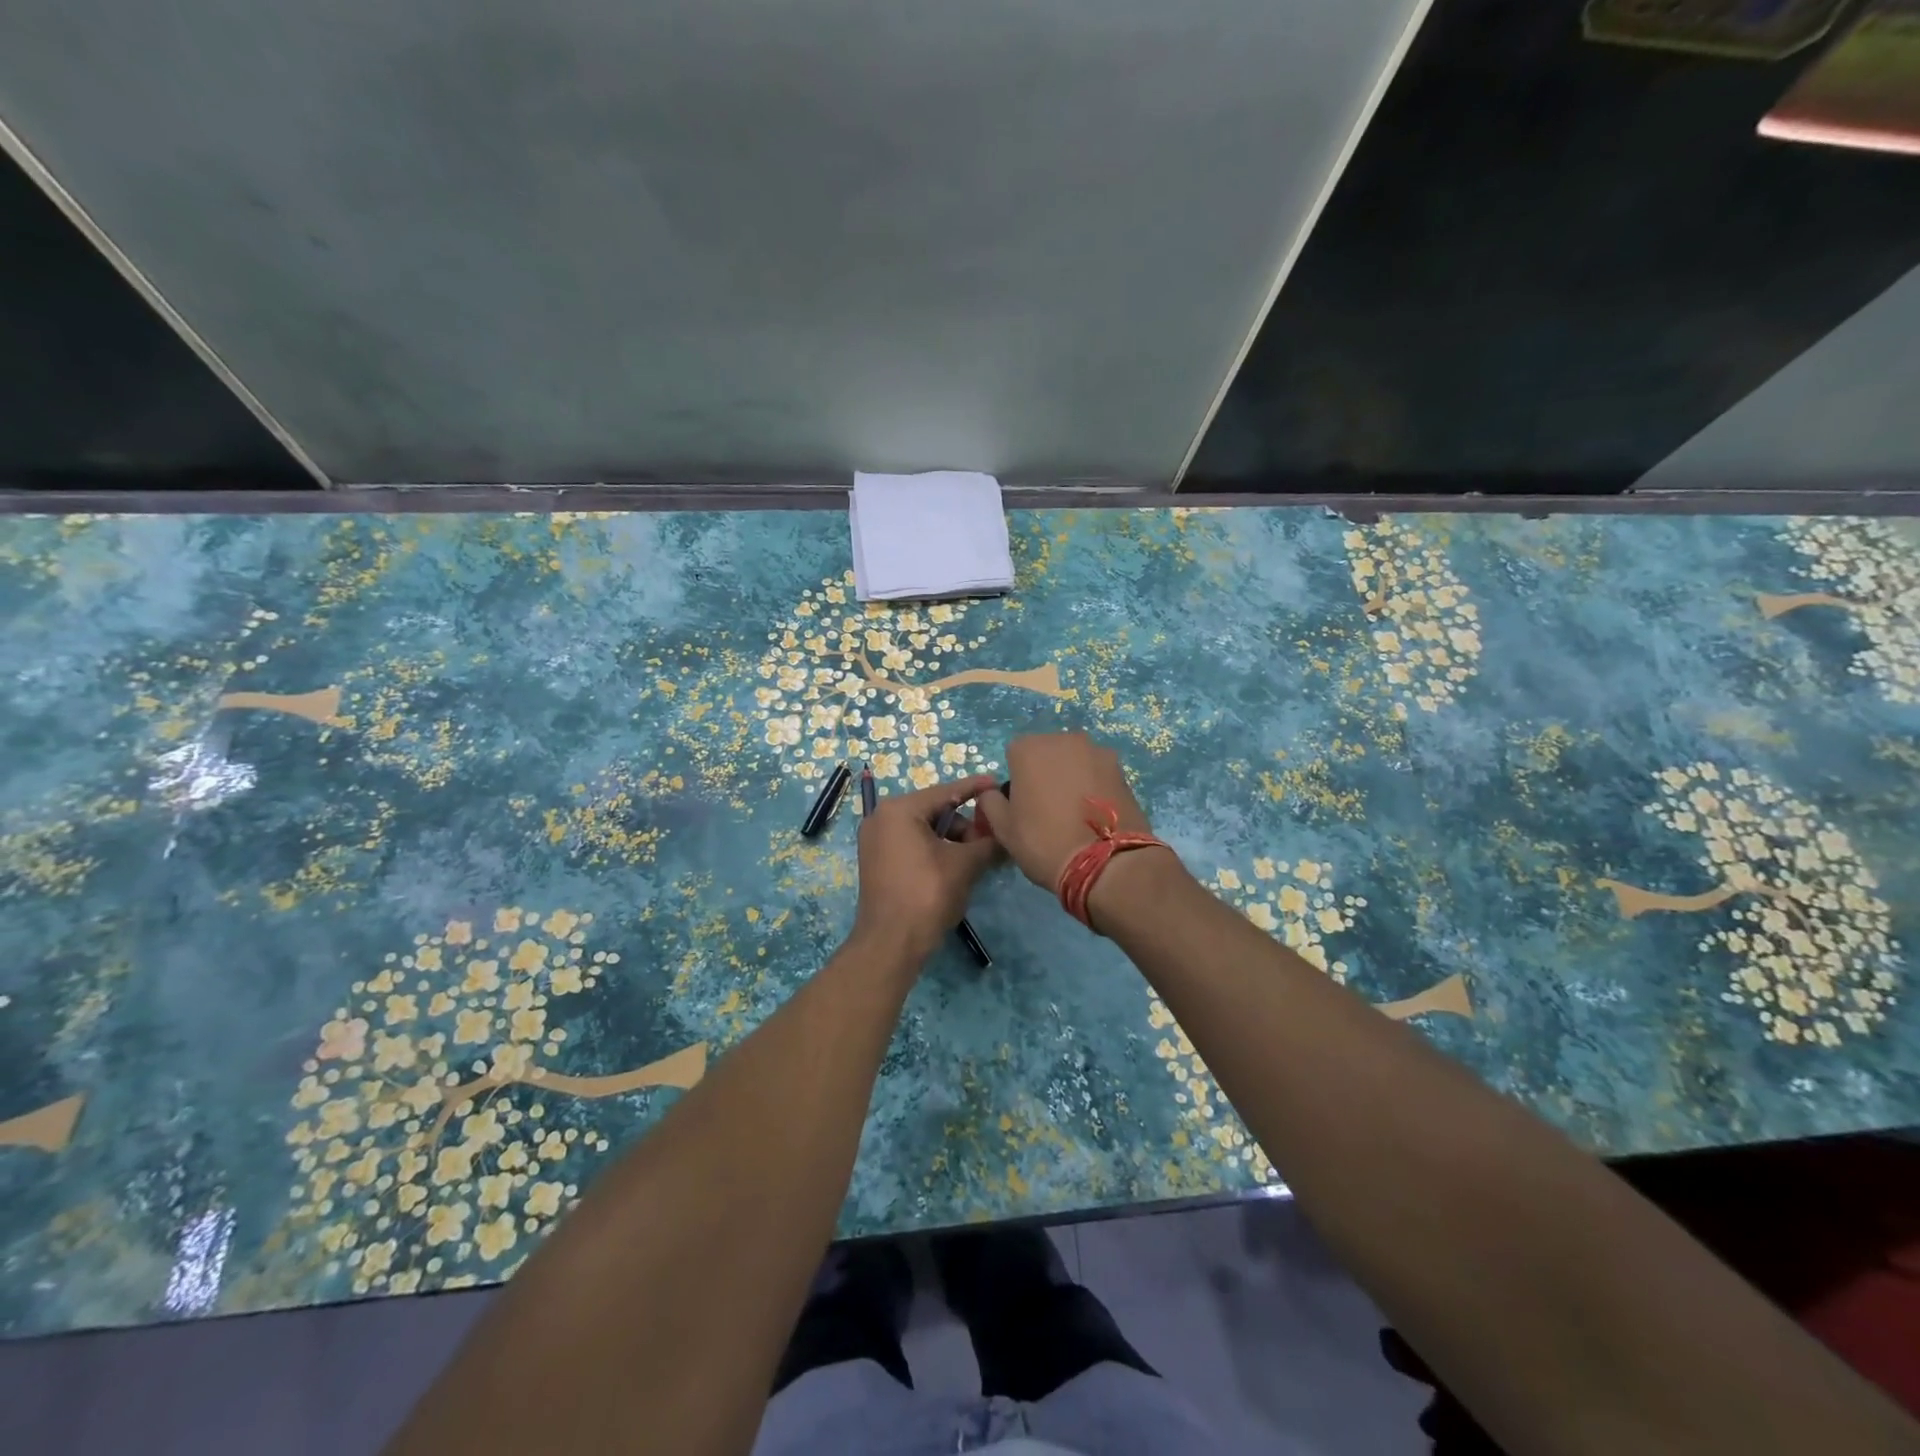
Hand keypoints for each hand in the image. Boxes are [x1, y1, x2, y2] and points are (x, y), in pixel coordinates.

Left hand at [852, 773, 1000, 963]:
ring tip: (976, 860)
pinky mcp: (877, 862)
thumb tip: (1006, 836)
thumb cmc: (927, 895)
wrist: (890, 944)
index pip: (946, 792)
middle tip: (990, 840)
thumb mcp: (964, 865)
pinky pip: (912, 845)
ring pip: (924, 830)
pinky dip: (935, 851)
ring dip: (952, 841)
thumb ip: (988, 843)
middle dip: (965, 825)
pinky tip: (956, 867)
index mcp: (899, 810)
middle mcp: (881, 818)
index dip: (975, 789)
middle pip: (935, 811)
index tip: (997, 783)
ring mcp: (875, 841)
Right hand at [973, 733, 1157, 890]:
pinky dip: (1094, 786)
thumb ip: (990, 802)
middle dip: (1045, 773)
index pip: (1014, 756)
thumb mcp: (1003, 829)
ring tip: (1075, 813)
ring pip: (1075, 761)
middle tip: (1048, 809)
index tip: (1022, 806)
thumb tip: (992, 793)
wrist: (1106, 862)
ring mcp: (1097, 751)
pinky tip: (1095, 814)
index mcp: (1029, 748)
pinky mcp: (1121, 769)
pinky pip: (1097, 773)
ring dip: (1071, 777)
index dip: (1016, 781)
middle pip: (1047, 753)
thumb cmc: (1044, 842)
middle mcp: (1063, 739)